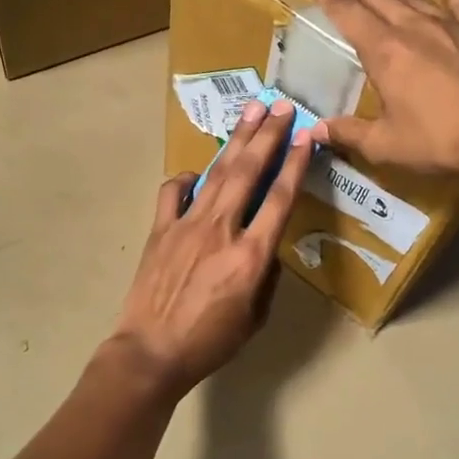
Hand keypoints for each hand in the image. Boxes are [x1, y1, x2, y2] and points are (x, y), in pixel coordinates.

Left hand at [111, 99, 312, 397]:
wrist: (151, 352)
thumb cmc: (209, 342)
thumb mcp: (255, 317)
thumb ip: (266, 276)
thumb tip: (265, 247)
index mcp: (251, 255)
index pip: (280, 198)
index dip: (295, 163)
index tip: (307, 135)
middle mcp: (221, 229)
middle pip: (249, 171)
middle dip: (268, 135)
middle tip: (282, 106)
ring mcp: (186, 224)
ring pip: (217, 173)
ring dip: (236, 140)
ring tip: (252, 112)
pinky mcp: (160, 229)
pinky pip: (173, 192)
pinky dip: (186, 179)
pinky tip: (197, 174)